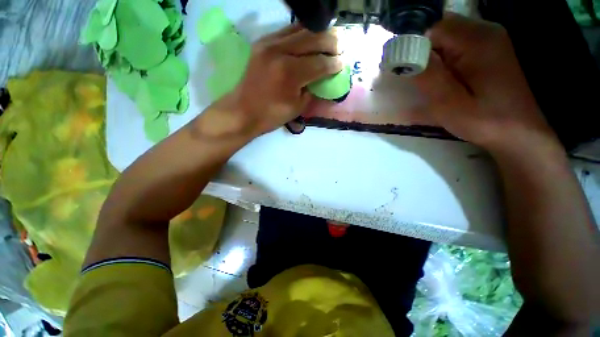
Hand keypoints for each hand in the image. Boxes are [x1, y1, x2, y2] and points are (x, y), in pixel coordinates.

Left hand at [210, 24, 342, 138]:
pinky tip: (309, 38)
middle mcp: (280, 51)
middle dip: (332, 42)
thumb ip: (313, 89)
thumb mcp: (297, 107)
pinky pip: (287, 31)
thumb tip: (323, 78)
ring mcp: (269, 43)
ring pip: (301, 29)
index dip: (334, 63)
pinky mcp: (262, 43)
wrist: (243, 111)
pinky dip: (301, 33)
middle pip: (314, 38)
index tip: (343, 63)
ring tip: (329, 39)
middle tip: (341, 46)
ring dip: (318, 33)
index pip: (320, 63)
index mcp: (291, 73)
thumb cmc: (271, 115)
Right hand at [413, 13, 557, 152]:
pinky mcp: (490, 51)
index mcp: (477, 42)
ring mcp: (490, 40)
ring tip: (434, 84)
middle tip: (421, 81)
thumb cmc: (485, 121)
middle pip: (442, 30)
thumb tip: (406, 58)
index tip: (408, 72)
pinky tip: (447, 80)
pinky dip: (445, 60)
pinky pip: (458, 46)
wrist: (519, 132)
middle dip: (425, 53)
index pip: (435, 29)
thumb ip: (428, 78)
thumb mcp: (449, 104)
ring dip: (434, 58)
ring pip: (448, 38)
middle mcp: (486, 32)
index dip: (416, 48)